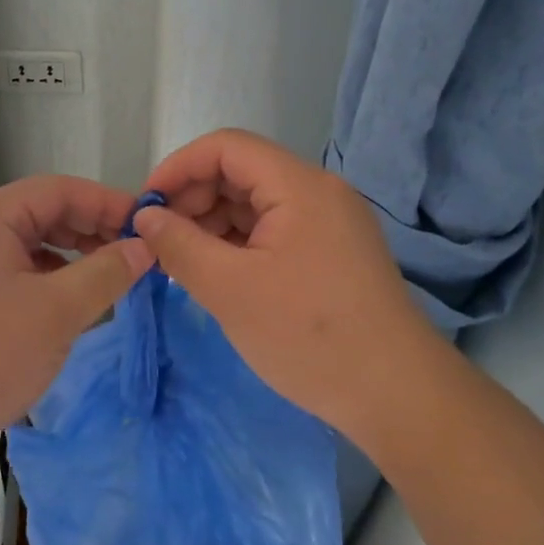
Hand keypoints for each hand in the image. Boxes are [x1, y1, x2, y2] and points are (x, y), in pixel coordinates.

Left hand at [0, 176, 153, 471]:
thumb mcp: (55, 314)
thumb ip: (105, 273)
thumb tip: (144, 246)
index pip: (59, 190)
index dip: (107, 202)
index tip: (148, 224)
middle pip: (44, 211)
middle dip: (92, 228)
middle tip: (137, 253)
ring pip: (32, 241)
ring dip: (74, 253)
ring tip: (113, 275)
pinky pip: (17, 267)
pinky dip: (51, 275)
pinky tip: (75, 297)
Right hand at [135, 128, 436, 438]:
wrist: (398, 397)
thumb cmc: (309, 336)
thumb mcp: (229, 289)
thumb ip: (179, 244)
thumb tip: (145, 217)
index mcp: (299, 186)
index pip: (226, 147)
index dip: (178, 167)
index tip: (146, 207)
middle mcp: (318, 192)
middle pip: (240, 172)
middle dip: (193, 199)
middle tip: (160, 241)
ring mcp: (329, 222)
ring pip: (255, 203)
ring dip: (212, 223)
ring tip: (181, 261)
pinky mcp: (332, 252)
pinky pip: (273, 229)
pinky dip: (238, 243)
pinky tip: (216, 272)